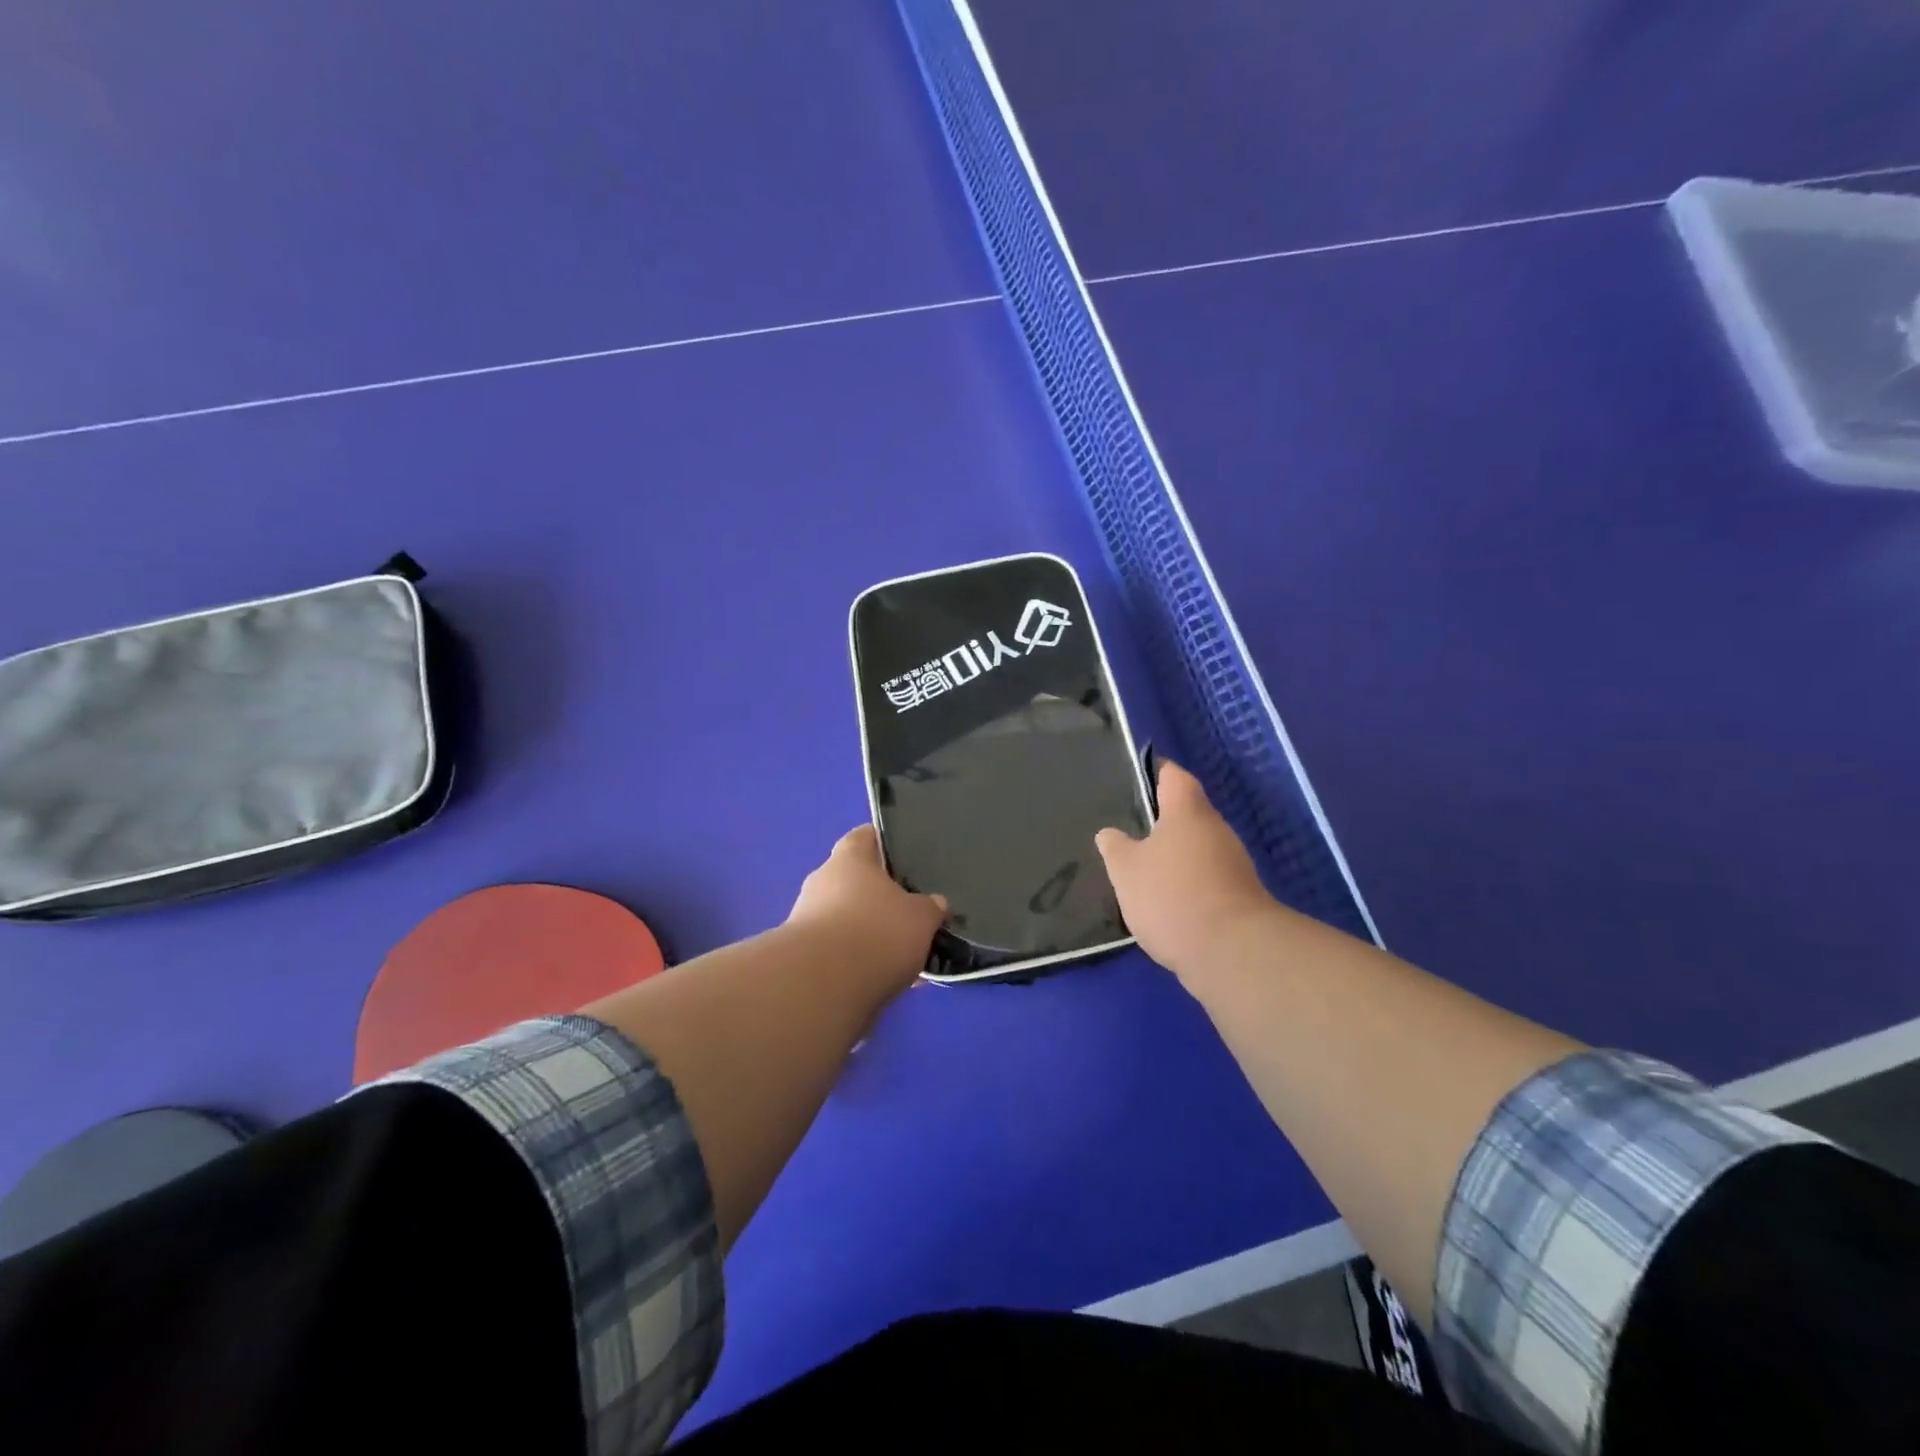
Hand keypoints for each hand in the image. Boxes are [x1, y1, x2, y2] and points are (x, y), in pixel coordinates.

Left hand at [788, 826, 947, 992]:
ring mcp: (805, 919)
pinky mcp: (800, 957)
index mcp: (849, 859)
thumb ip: (929, 908)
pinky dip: (856, 961)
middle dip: (879, 897)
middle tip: (909, 913)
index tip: (905, 855)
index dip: (884, 843)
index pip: (865, 837)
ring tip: (900, 955)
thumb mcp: (921, 918)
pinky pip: (837, 951)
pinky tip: (881, 980)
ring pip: (845, 919)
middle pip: (854, 881)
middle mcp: (822, 881)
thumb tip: (934, 903)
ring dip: (867, 932)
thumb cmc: (876, 932)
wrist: (822, 987)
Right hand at [1096, 761, 1275, 978]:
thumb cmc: (1172, 895)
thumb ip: (1115, 847)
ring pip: (1197, 849)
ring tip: (1141, 872)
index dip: (1155, 772)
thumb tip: (1109, 833)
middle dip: (1160, 823)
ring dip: (1173, 857)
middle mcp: (1216, 829)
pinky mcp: (1238, 897)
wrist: (1232, 952)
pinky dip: (1186, 885)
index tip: (1133, 779)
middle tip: (1127, 832)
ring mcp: (1233, 864)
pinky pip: (1205, 879)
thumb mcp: (1126, 870)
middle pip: (1187, 813)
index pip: (1173, 775)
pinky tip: (1164, 904)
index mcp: (1188, 811)